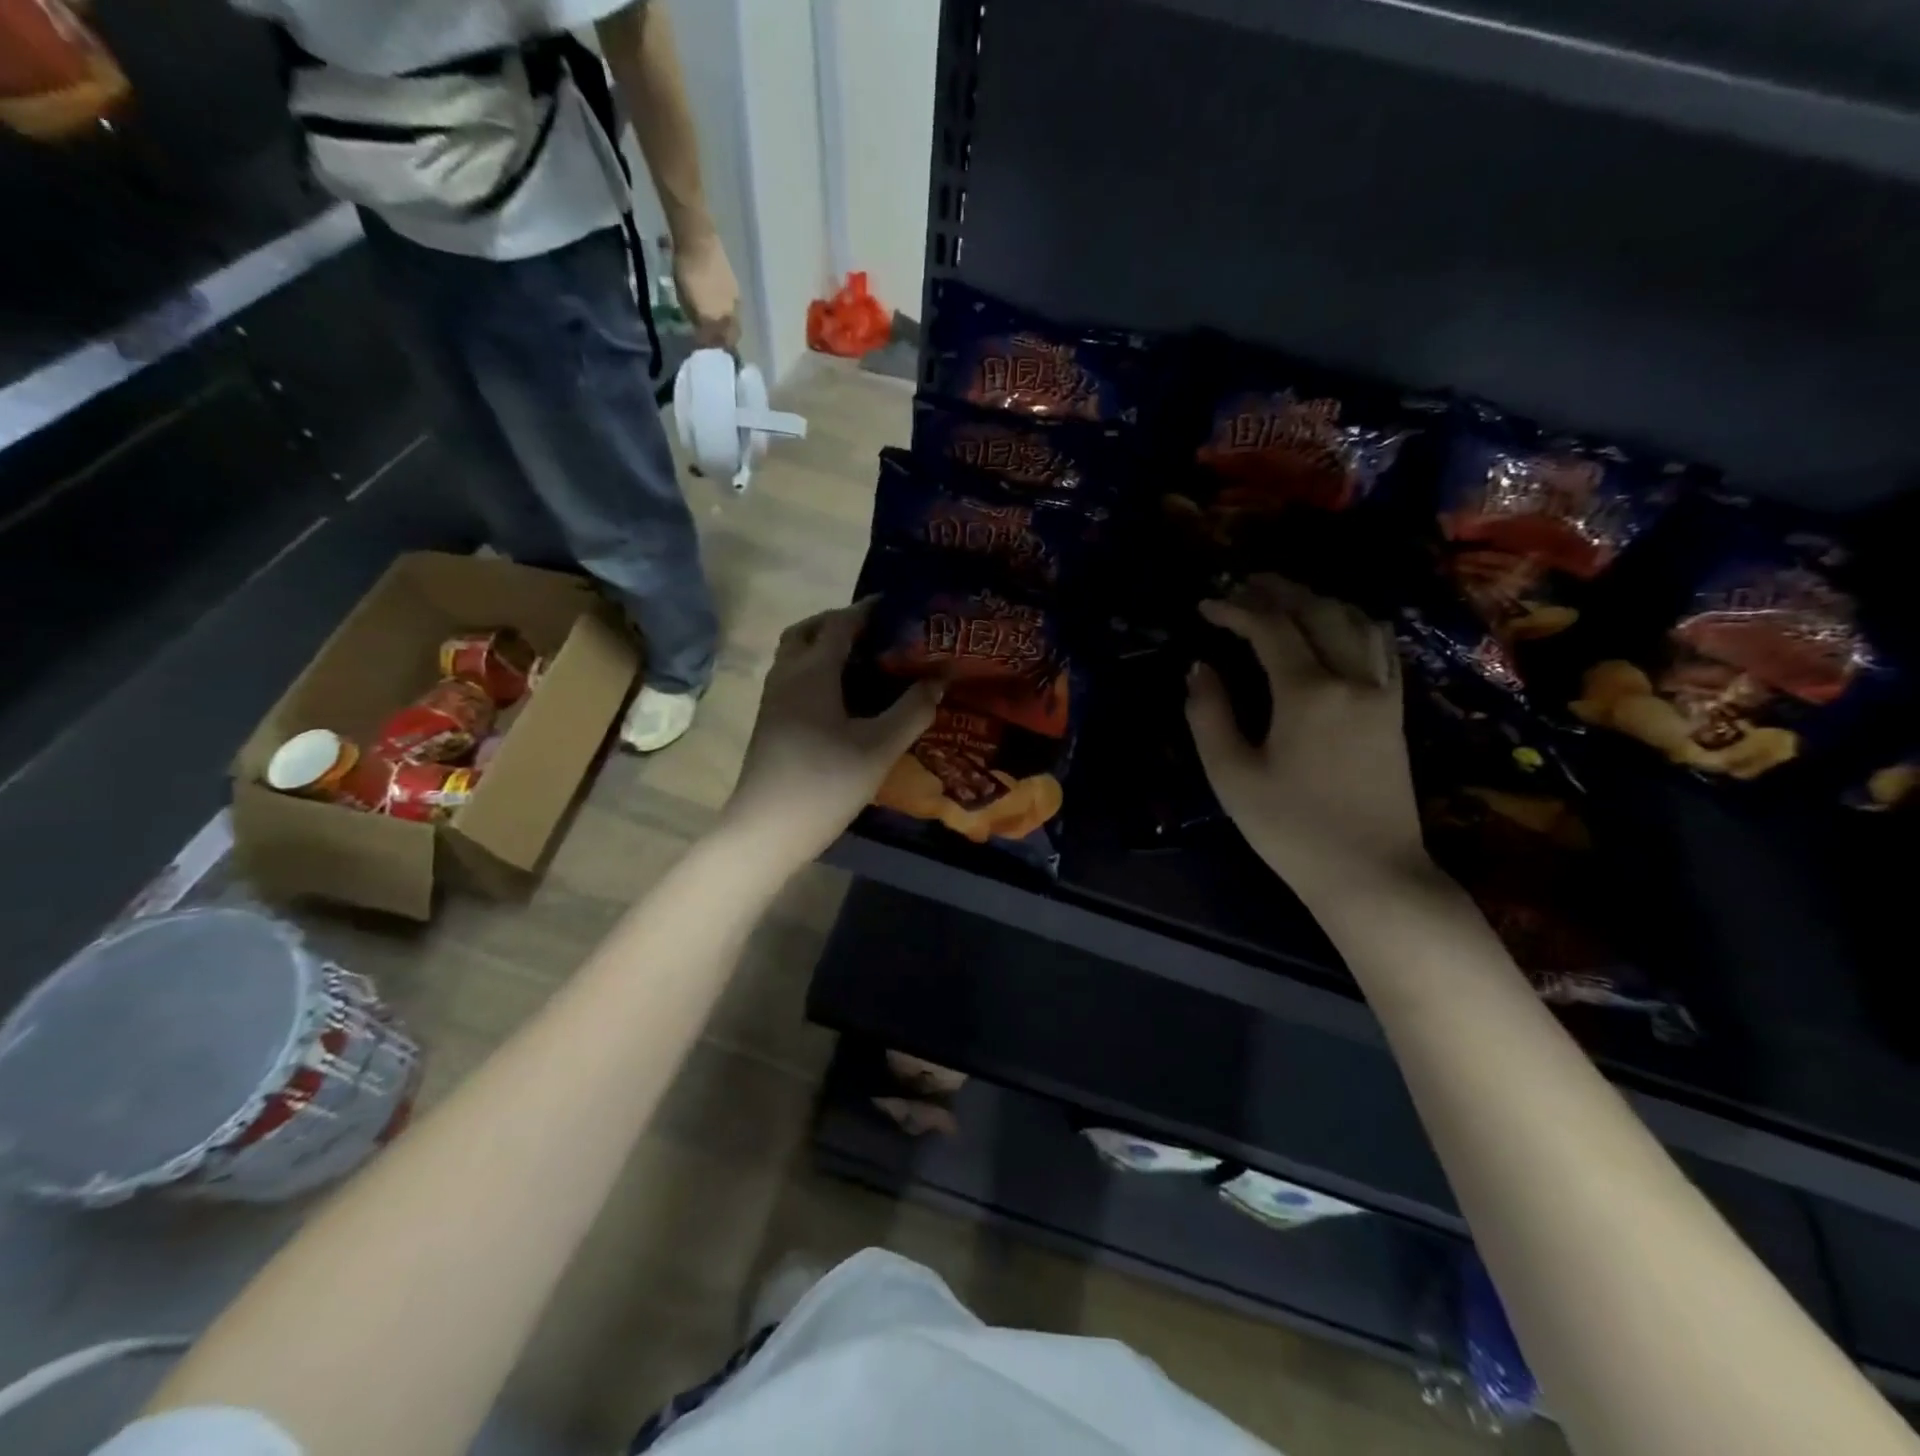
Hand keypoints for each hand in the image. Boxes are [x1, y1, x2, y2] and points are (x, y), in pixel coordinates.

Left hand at [674, 231, 739, 349]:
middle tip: (713, 341)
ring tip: (716, 327)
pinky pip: (733, 310)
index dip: (713, 348)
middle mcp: (731, 315)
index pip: (720, 343)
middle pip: (732, 336)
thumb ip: (697, 321)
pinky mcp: (736, 289)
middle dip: (724, 341)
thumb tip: (702, 336)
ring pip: (734, 324)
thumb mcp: (686, 301)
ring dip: (727, 328)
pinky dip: (727, 315)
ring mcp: (736, 302)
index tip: (706, 350)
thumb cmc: (687, 272)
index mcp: (719, 320)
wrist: (698, 240)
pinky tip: (719, 310)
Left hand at [723, 600, 942, 863]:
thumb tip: (940, 678)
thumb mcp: (880, 747)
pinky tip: (842, 698)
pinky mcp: (770, 722)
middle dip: (839, 622)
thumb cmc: (826, 782)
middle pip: (808, 631)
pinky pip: (793, 677)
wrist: (767, 829)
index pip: (840, 624)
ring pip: (796, 655)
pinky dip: (816, 670)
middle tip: (875, 632)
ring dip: (825, 646)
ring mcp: (773, 700)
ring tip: (864, 662)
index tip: (897, 606)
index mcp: (812, 671)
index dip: (868, 610)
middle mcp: (787, 675)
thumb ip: (914, 710)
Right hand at [1186, 576, 1426, 906]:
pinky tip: (1333, 631)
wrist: (1371, 873)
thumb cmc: (1291, 829)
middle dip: (1278, 591)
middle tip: (1242, 587)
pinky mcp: (1396, 710)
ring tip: (1284, 601)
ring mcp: (1382, 693)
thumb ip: (1209, 715)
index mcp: (1309, 693)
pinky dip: (1352, 623)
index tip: (1204, 606)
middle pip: (1318, 611)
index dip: (1234, 609)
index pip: (1270, 629)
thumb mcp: (1232, 776)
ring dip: (1318, 601)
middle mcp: (1352, 679)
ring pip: (1357, 621)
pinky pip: (1380, 646)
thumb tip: (1199, 669)